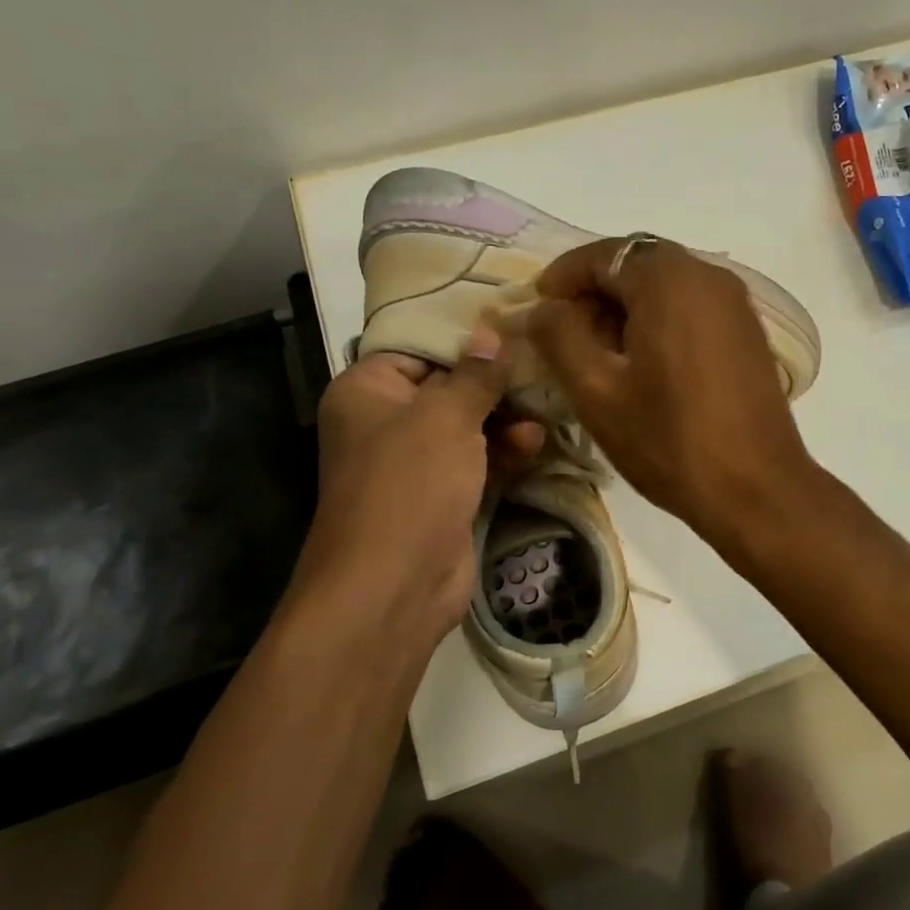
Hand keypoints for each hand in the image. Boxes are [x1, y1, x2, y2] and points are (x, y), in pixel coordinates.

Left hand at [292, 328, 542, 650]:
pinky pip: (477, 461)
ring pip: (468, 425)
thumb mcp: (446, 417)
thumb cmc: (410, 483)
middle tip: (540, 369)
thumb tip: (491, 332)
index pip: (419, 346)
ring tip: (541, 415)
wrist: (394, 585)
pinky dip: (503, 451)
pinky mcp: (442, 495)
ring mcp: (415, 462)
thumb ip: (475, 374)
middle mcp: (386, 421)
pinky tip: (534, 443)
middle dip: (495, 383)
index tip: (514, 324)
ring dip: (505, 419)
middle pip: (448, 386)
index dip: (466, 337)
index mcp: (368, 390)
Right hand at [527, 239, 813, 544]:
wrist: (756, 489)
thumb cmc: (669, 439)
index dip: (563, 277)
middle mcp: (709, 276)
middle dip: (595, 294)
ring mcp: (736, 304)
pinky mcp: (748, 333)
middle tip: (565, 337)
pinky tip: (644, 366)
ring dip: (626, 310)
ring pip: (666, 288)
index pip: (603, 254)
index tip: (537, 309)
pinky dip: (659, 323)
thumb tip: (543, 309)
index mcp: (670, 279)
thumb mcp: (597, 391)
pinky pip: (692, 310)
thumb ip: (559, 337)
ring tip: (599, 356)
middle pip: (637, 267)